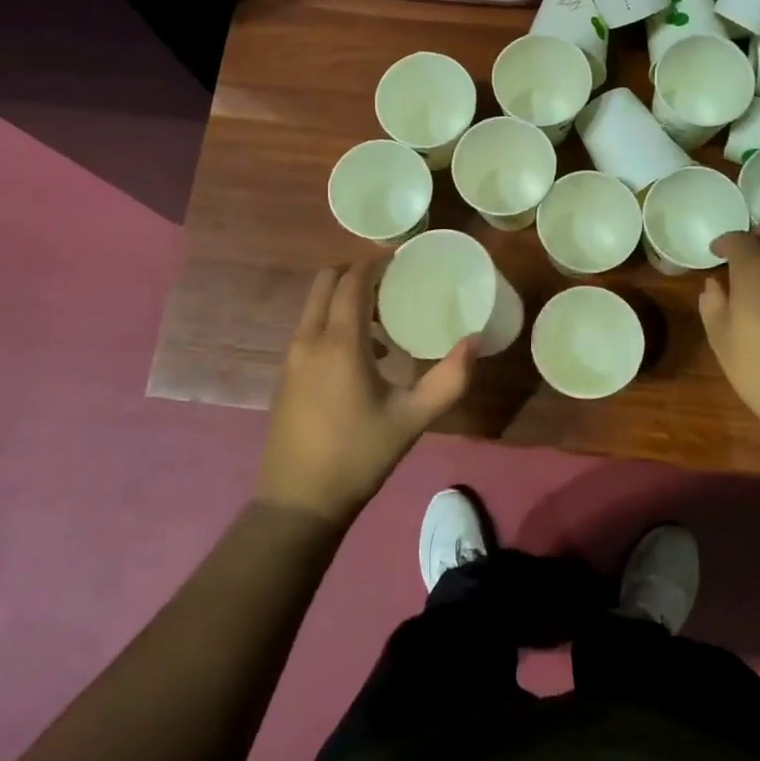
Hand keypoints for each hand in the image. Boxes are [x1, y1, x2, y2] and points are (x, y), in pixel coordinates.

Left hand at [257, 260, 475, 524]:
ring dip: (344, 299)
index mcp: (339, 343)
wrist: (298, 502)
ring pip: (314, 306)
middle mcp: (308, 340)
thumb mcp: (412, 419)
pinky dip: (332, 321)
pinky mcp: (285, 375)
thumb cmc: (359, 456)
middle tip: (391, 283)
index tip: (401, 258)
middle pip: (326, 283)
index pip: (353, 281)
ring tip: (382, 320)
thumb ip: (450, 379)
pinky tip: (362, 356)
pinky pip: (309, 329)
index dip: (375, 263)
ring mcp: (291, 358)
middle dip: (356, 273)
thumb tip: (474, 341)